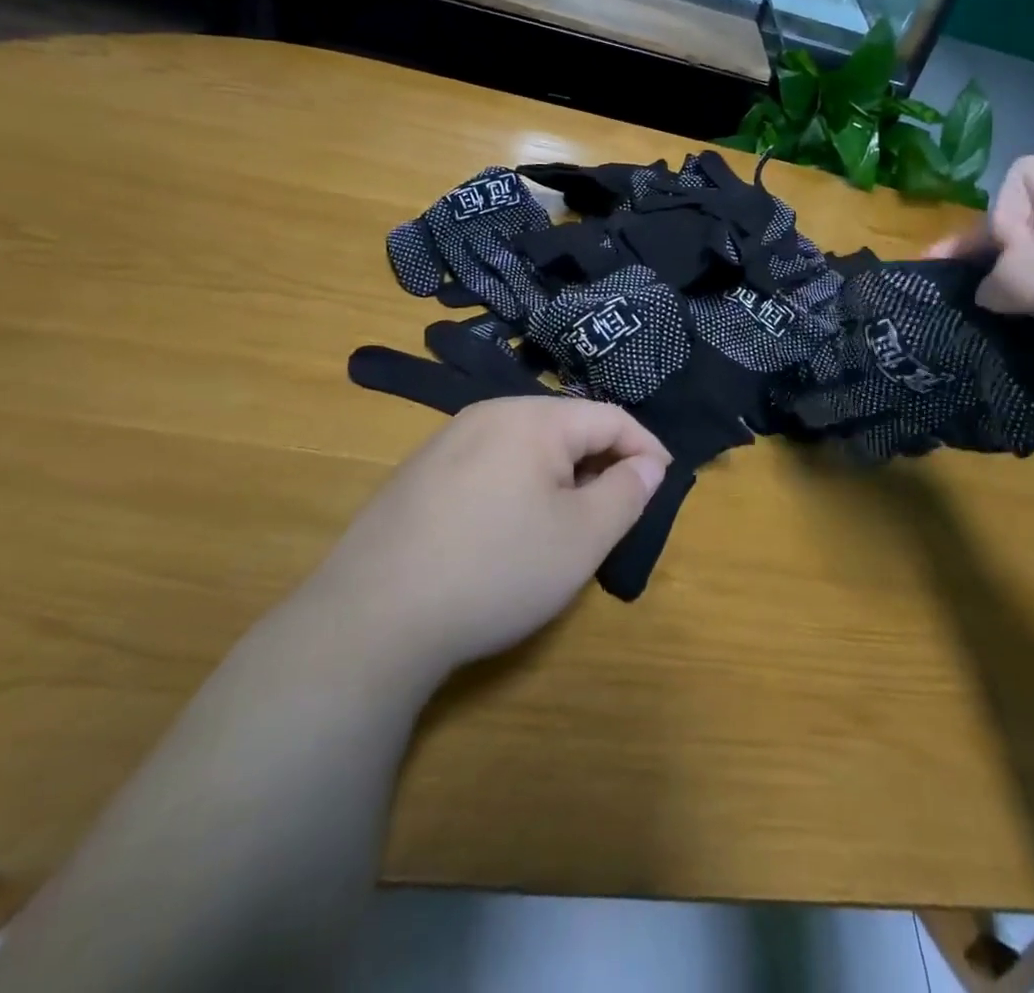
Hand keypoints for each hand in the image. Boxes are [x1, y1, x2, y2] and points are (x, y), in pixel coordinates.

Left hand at [313, 398, 669, 677]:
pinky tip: (510, 531)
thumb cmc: (496, 570)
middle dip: (602, 464)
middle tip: (617, 512)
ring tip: (568, 524)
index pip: (610, 418)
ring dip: (561, 477)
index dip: (645, 449)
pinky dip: (520, 487)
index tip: (664, 485)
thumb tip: (647, 465)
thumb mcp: (582, 538)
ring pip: (527, 447)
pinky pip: (491, 465)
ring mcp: (446, 441)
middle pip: (567, 427)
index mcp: (532, 418)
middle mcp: (488, 414)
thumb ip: (627, 493)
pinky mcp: (419, 474)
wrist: (370, 619)